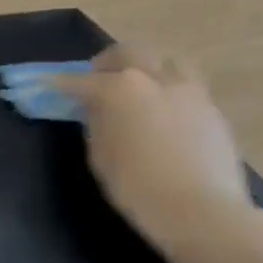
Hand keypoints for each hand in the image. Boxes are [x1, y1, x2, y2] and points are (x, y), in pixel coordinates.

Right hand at [50, 48, 254, 254]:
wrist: (201, 210)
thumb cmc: (138, 188)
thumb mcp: (101, 157)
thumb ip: (96, 125)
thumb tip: (97, 110)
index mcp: (119, 89)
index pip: (82, 81)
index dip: (62, 84)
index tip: (49, 85)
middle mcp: (153, 79)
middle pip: (128, 52)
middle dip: (108, 61)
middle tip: (97, 76)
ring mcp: (188, 90)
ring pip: (166, 59)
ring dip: (146, 65)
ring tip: (139, 83)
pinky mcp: (213, 108)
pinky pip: (187, 84)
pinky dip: (170, 87)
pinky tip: (165, 108)